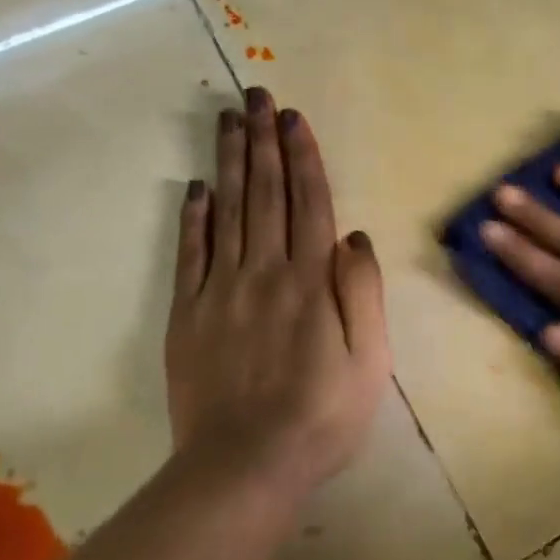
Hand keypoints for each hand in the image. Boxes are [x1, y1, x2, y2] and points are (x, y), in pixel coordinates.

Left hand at [165, 89, 390, 497]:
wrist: (246, 464)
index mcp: (311, 281)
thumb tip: (355, 236)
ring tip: (227, 120)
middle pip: (264, 194)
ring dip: (228, 162)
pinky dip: (193, 218)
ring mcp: (220, 291)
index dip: (302, 157)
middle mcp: (264, 272)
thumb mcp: (371, 359)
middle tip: (255, 95)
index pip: (309, 203)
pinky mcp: (188, 315)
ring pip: (226, 212)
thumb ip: (363, 293)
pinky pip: (190, 255)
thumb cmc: (324, 414)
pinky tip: (196, 189)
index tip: (293, 118)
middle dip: (262, 141)